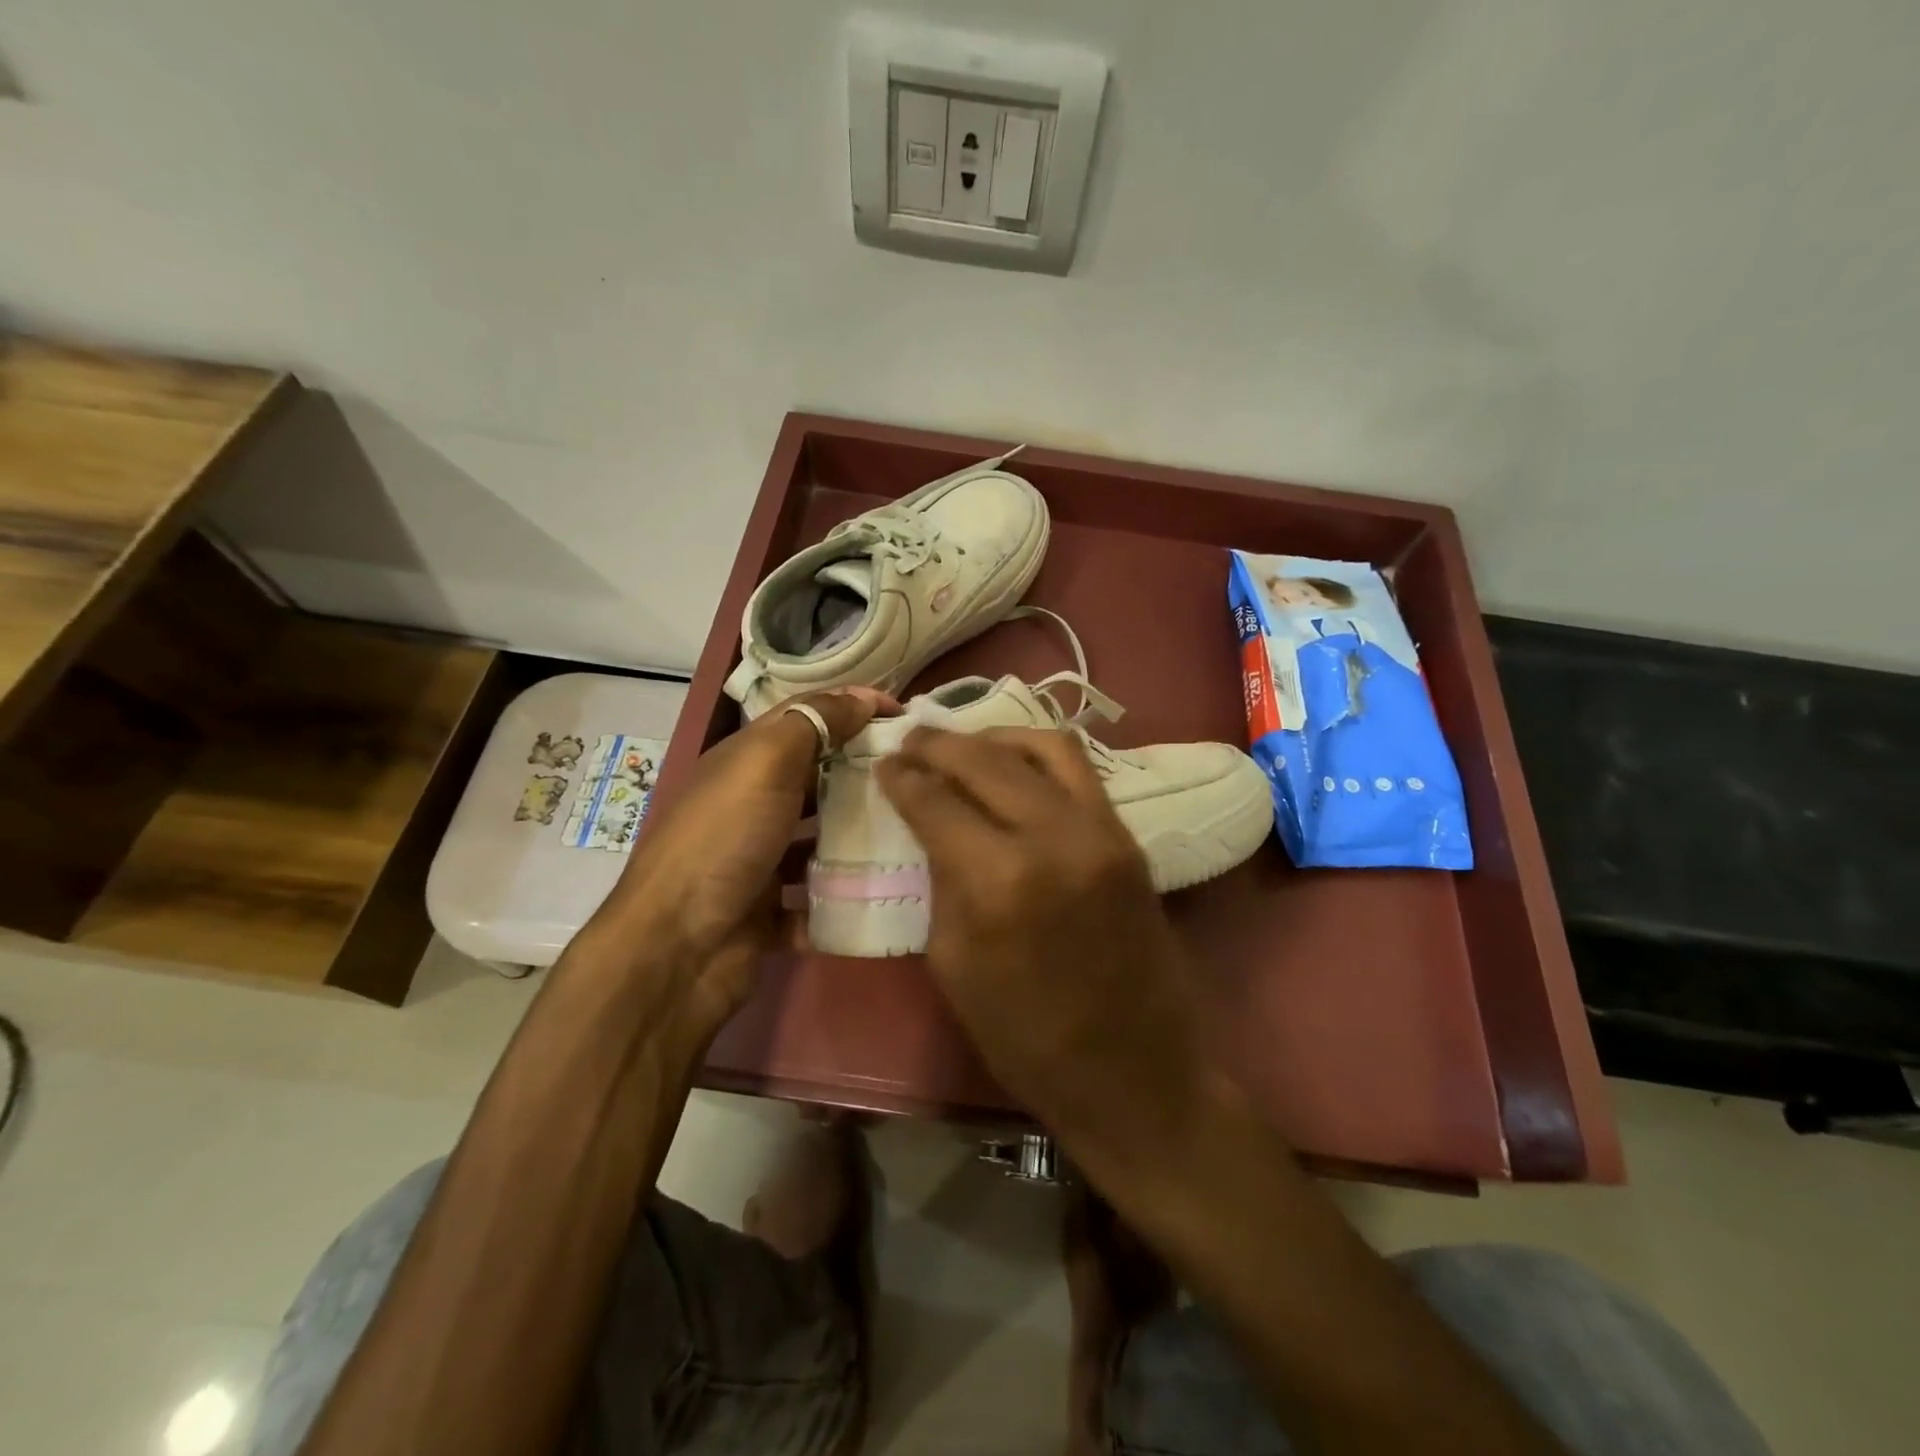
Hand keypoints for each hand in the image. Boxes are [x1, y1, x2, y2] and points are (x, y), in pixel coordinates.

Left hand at [585, 688, 894, 1019]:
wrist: (679, 948)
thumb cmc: (724, 839)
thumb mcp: (766, 763)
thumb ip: (814, 723)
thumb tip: (863, 697)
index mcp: (746, 761)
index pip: (806, 717)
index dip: (853, 707)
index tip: (905, 716)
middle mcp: (752, 805)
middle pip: (818, 778)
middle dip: (865, 772)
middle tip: (919, 775)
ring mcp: (761, 860)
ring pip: (822, 839)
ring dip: (861, 835)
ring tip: (916, 829)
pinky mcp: (772, 911)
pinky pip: (819, 896)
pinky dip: (847, 894)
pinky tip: (890, 887)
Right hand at [873, 727, 1209, 1155]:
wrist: (1135, 1071)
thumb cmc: (1026, 1037)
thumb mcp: (954, 962)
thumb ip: (942, 879)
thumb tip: (932, 822)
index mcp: (1000, 880)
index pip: (937, 801)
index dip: (903, 777)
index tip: (884, 763)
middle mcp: (1055, 837)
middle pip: (986, 760)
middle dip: (940, 744)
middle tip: (912, 739)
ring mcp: (1102, 831)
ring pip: (1044, 746)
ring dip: (994, 737)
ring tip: (962, 743)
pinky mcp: (1129, 836)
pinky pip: (1079, 770)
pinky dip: (1038, 755)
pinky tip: (1012, 764)